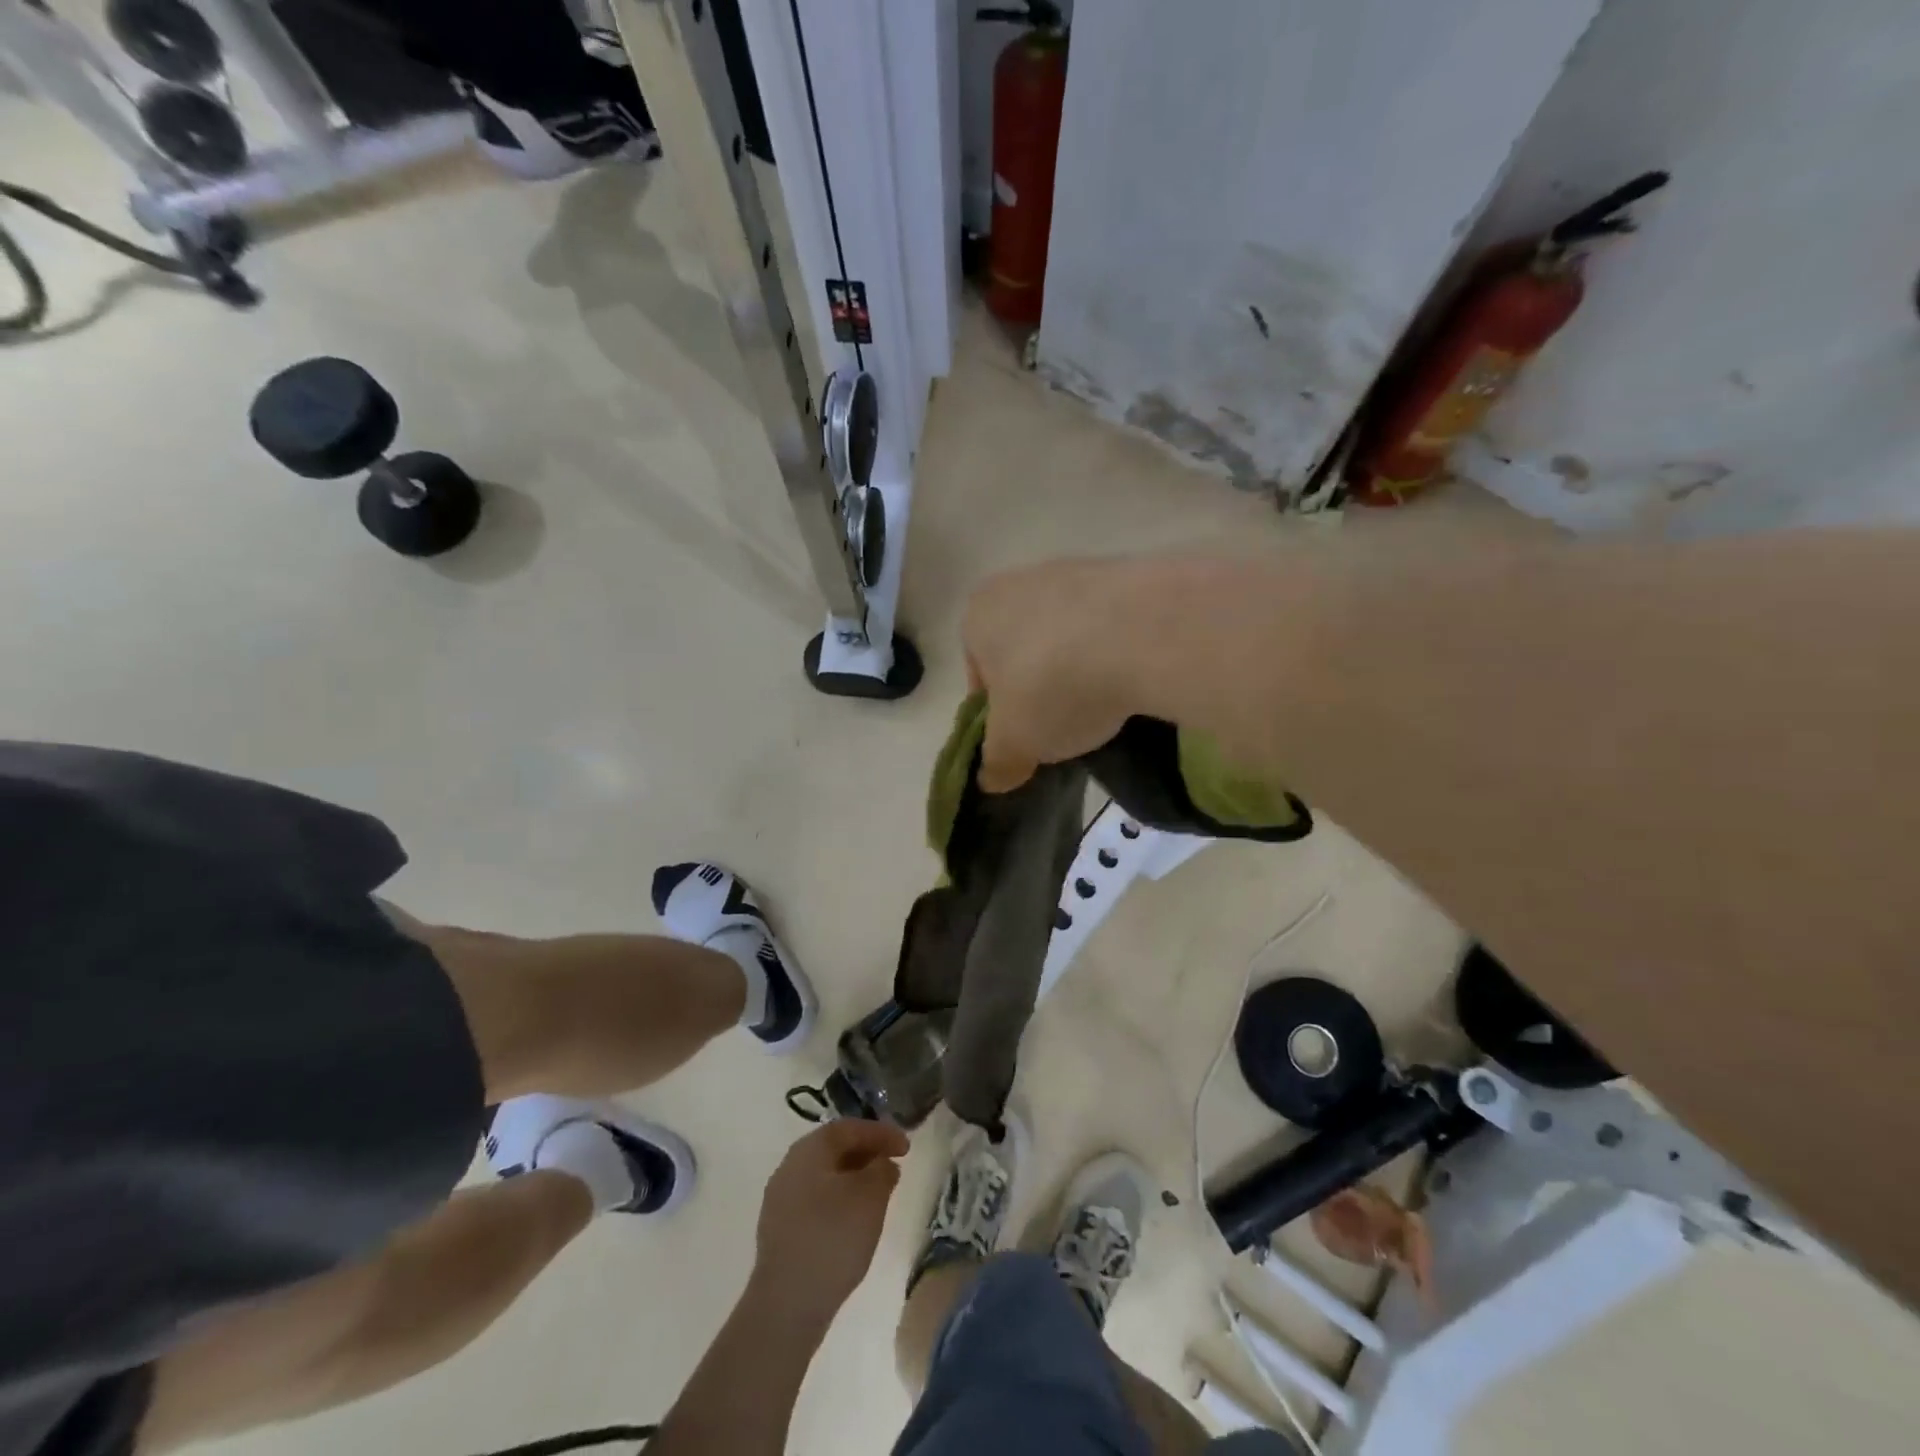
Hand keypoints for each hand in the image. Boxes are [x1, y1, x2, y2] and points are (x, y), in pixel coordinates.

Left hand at [752, 1119, 909, 1323]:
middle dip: (866, 1153)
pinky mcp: (780, 1230)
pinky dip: (839, 1199)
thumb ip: (882, 1171)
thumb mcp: (870, 1198)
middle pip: (834, 1148)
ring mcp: (780, 1199)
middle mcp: (790, 1166)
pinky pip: (815, 1199)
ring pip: (824, 1175)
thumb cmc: (832, 1238)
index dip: (881, 1133)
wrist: (786, 1305)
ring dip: (853, 1177)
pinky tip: (854, 1220)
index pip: (849, 1128)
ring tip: (878, 1194)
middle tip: (893, 1165)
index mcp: (809, 1149)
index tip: (906, 1147)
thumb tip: (882, 1163)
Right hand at [962, 558, 1156, 791]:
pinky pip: (1111, 627)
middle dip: (1041, 689)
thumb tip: (992, 779)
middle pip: (1024, 652)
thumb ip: (997, 762)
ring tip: (1105, 708)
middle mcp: (1020, 582)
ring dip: (1081, 671)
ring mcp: (1076, 573)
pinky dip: (1117, 654)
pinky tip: (1134, 681)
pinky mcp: (1127, 575)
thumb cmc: (1051, 686)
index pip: (979, 675)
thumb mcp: (1014, 743)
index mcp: (979, 614)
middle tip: (1064, 726)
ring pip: (1068, 638)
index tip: (1026, 741)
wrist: (1141, 633)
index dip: (1000, 716)